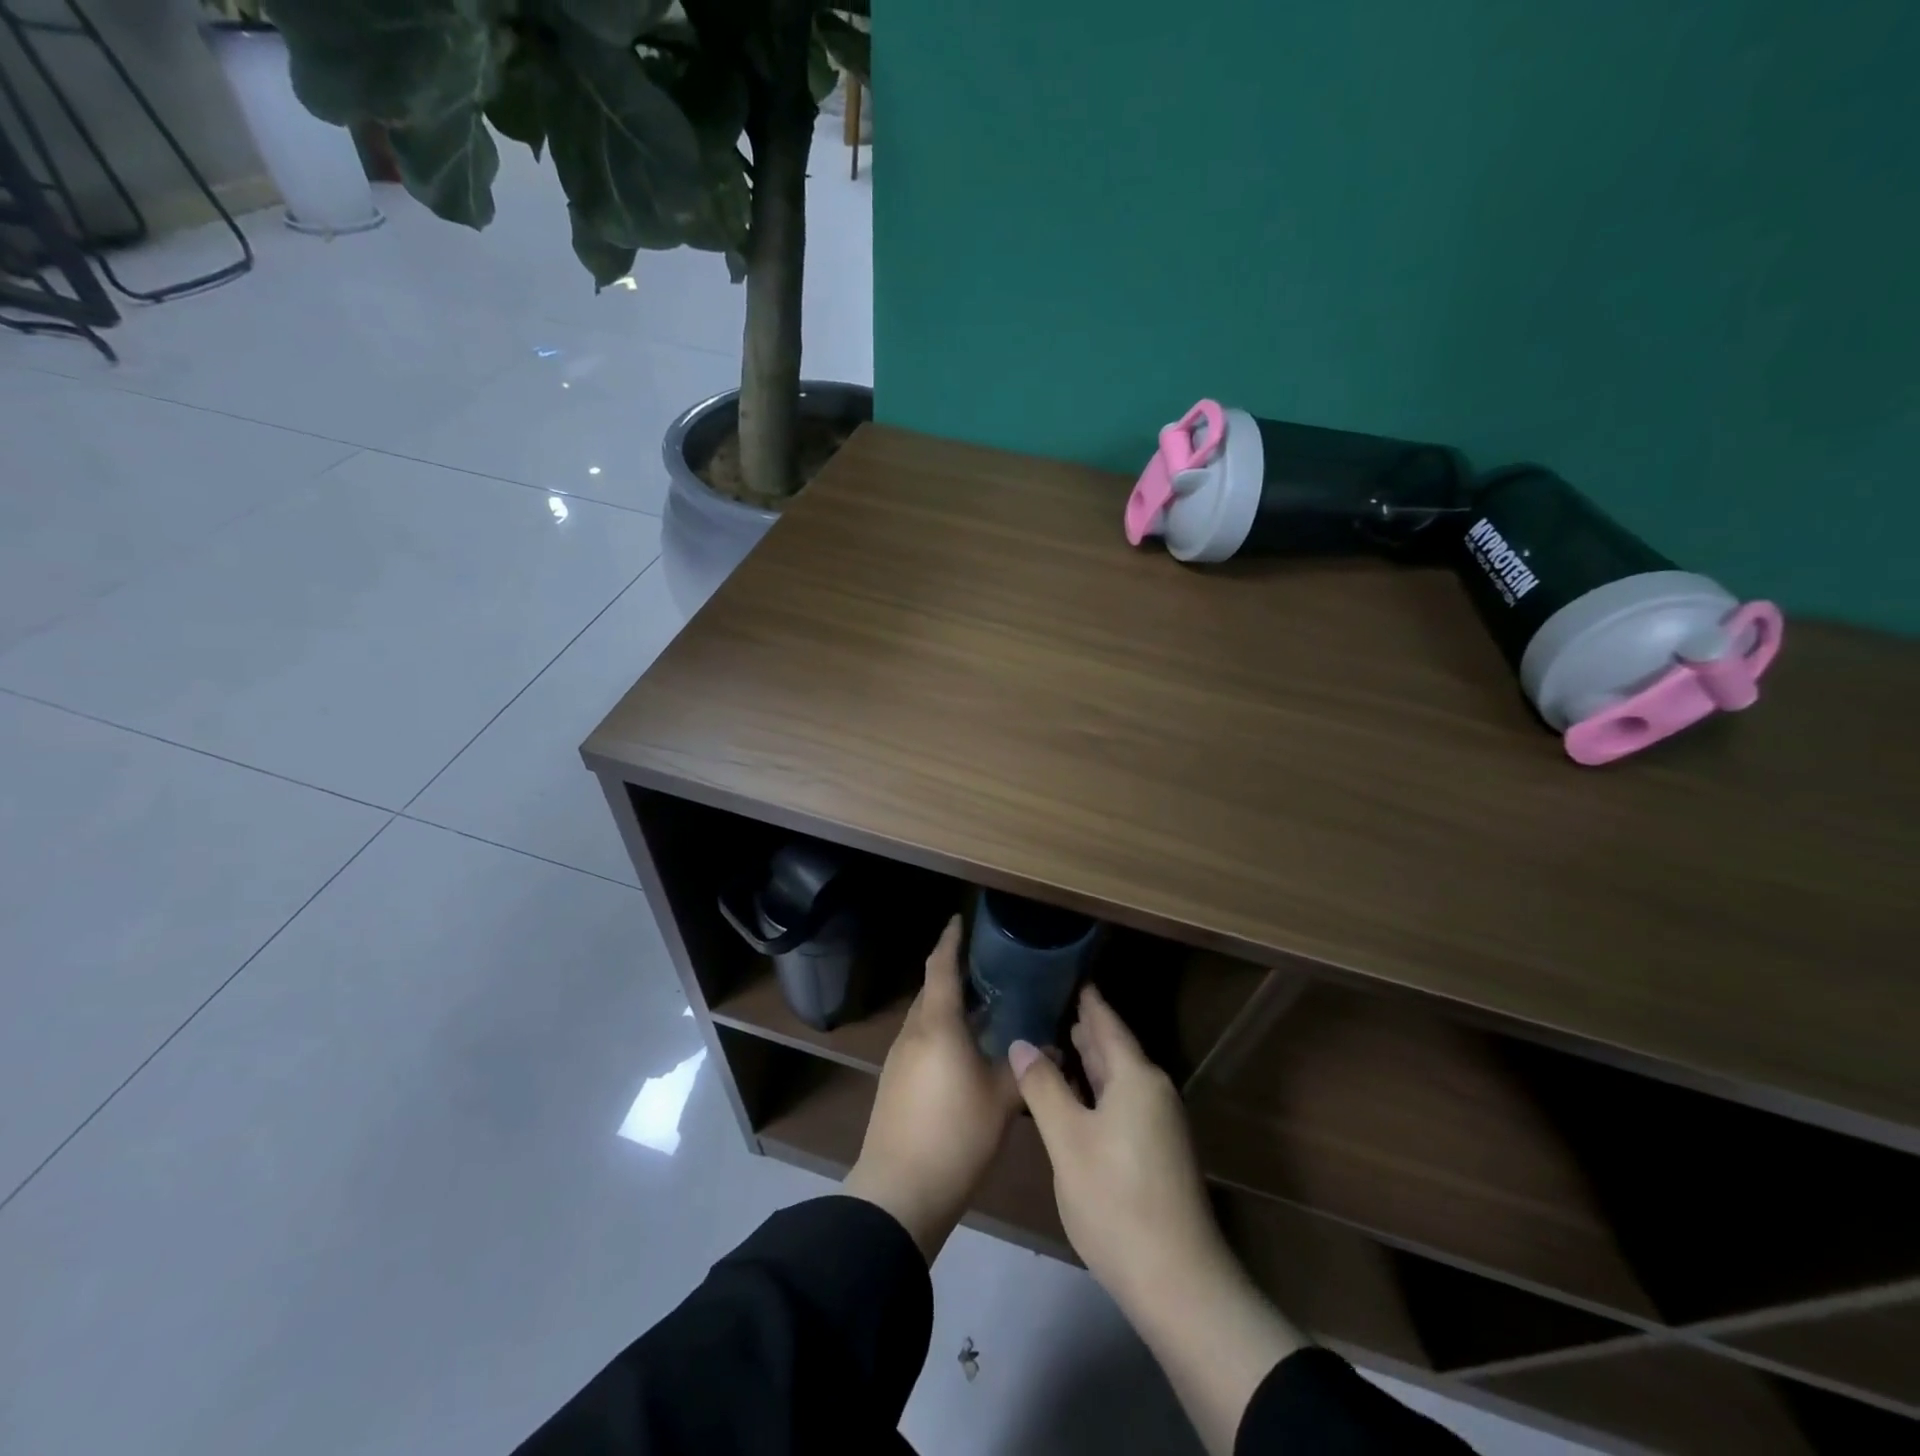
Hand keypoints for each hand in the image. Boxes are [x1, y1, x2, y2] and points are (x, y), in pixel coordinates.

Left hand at [844, 916, 1018, 1260]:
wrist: (899, 1191)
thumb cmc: (955, 1135)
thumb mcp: (1001, 1101)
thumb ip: (1025, 1070)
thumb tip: (1052, 1048)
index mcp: (937, 1025)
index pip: (941, 967)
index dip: (950, 941)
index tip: (959, 920)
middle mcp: (913, 1032)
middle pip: (932, 991)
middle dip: (954, 974)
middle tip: (987, 968)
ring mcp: (899, 1058)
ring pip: (926, 1018)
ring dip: (949, 1007)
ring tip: (983, 1008)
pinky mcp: (894, 1082)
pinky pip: (921, 1041)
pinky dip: (942, 1033)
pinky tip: (965, 1051)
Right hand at [1008, 983, 1229, 1314]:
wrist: (1178, 1282)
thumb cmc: (1116, 1200)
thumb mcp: (1067, 1140)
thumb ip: (1043, 1087)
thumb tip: (1020, 1043)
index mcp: (1136, 1077)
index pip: (1106, 1022)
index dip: (1086, 999)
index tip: (1066, 972)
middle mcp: (1153, 1091)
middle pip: (1114, 1047)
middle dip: (1085, 1026)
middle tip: (1050, 1001)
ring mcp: (1159, 1123)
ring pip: (1118, 1077)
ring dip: (1090, 1059)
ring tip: (1058, 1038)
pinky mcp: (1157, 1151)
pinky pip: (1122, 1100)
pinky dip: (1097, 1088)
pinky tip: (1076, 1094)